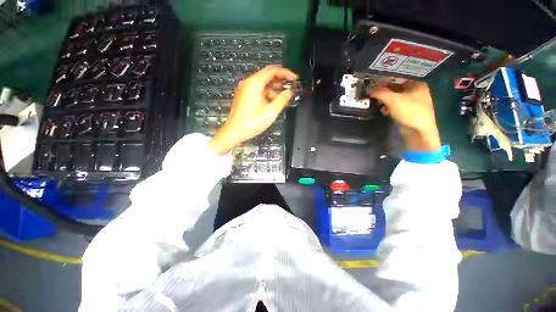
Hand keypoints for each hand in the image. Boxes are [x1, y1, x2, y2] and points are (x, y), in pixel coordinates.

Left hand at [208, 66, 297, 154]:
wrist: (234, 132)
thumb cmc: (251, 123)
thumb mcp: (270, 112)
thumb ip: (282, 100)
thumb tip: (289, 92)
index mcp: (254, 84)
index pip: (272, 71)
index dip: (285, 73)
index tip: (294, 78)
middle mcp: (248, 83)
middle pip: (267, 75)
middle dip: (280, 80)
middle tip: (290, 87)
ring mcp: (245, 90)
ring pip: (263, 83)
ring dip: (274, 88)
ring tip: (284, 96)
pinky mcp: (244, 96)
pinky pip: (258, 90)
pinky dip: (267, 93)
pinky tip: (273, 101)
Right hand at [369, 80, 440, 151]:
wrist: (418, 132)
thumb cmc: (410, 112)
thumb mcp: (393, 100)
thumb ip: (380, 92)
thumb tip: (368, 88)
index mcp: (417, 84)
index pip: (398, 77)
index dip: (385, 79)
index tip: (373, 83)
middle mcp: (415, 91)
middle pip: (395, 87)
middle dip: (383, 91)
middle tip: (373, 94)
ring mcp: (411, 101)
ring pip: (394, 97)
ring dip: (384, 100)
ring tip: (378, 104)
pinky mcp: (406, 111)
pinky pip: (394, 105)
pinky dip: (388, 107)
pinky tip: (384, 111)